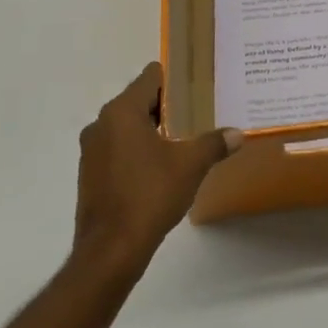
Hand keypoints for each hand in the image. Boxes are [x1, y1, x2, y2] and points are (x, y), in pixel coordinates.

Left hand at [74, 64, 241, 270]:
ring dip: (151, 131)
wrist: (111, 249)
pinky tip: (159, 169)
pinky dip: (137, 152)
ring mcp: (91, 151)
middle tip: (196, 114)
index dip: (173, 79)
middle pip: (138, 101)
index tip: (195, 87)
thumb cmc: (150, 195)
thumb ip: (214, 144)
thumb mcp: (190, 166)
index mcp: (122, 112)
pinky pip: (117, 150)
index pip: (149, 78)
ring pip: (126, 127)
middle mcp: (101, 124)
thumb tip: (237, 134)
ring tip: (182, 141)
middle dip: (166, 107)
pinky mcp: (89, 175)